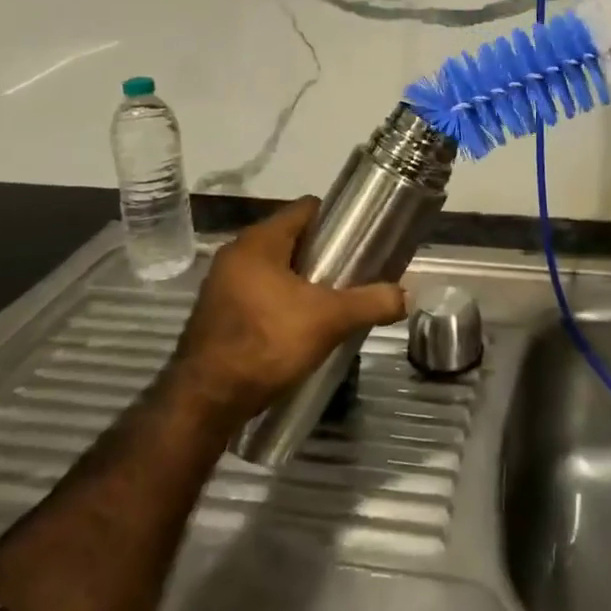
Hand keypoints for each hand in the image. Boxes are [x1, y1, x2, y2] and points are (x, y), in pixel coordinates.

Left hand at [166, 198, 406, 426]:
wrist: (205, 401)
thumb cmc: (267, 343)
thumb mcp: (329, 320)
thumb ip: (370, 302)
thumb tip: (405, 295)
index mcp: (259, 241)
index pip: (305, 209)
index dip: (336, 219)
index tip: (360, 238)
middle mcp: (236, 253)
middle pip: (291, 239)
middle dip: (322, 254)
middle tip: (351, 273)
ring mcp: (221, 284)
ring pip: (274, 268)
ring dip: (300, 280)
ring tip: (331, 301)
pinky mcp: (216, 313)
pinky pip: (257, 292)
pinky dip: (280, 300)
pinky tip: (299, 325)